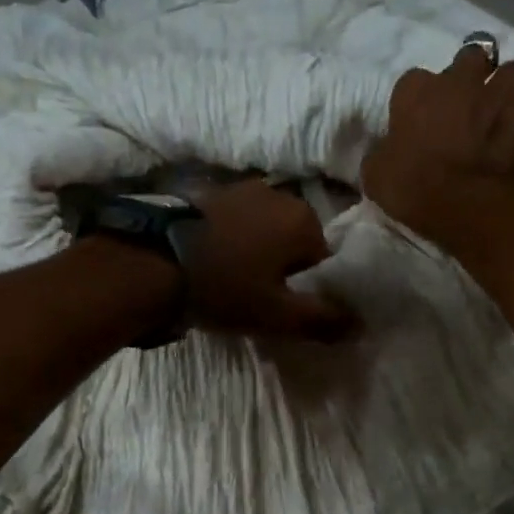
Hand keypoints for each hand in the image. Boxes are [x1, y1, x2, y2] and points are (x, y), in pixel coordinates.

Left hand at [183, 180, 354, 341]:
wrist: (152, 263)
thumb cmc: (225, 289)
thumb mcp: (278, 315)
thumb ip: (323, 320)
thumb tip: (360, 324)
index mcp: (304, 219)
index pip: (323, 262)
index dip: (306, 290)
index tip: (281, 308)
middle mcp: (278, 194)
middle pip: (294, 242)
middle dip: (281, 269)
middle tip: (255, 298)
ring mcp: (240, 189)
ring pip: (263, 232)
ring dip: (255, 254)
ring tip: (230, 282)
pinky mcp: (207, 193)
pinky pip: (235, 224)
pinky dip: (231, 242)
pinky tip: (211, 264)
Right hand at [361, 44, 513, 240]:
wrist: (463, 203)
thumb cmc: (411, 186)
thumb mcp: (375, 174)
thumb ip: (381, 151)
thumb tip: (386, 150)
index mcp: (415, 90)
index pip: (413, 80)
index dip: (419, 99)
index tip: (420, 118)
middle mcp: (459, 80)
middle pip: (470, 58)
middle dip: (471, 74)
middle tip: (467, 102)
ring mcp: (499, 92)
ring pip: (511, 71)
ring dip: (506, 87)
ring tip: (501, 110)